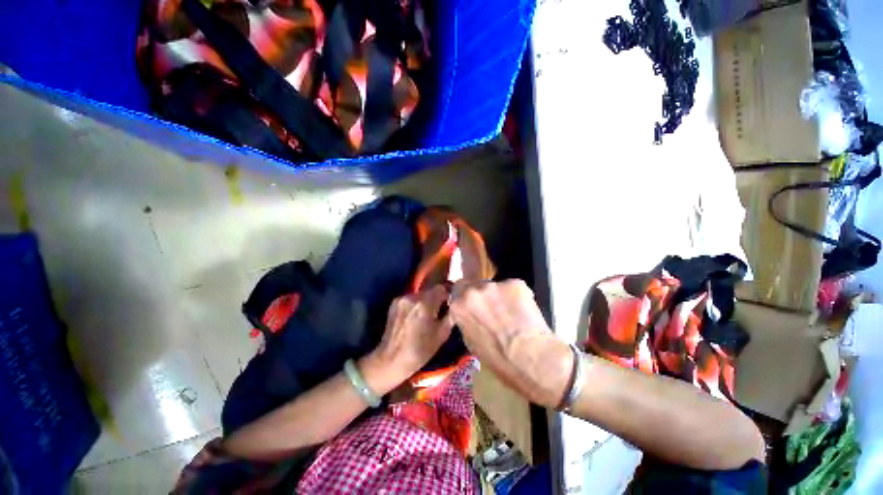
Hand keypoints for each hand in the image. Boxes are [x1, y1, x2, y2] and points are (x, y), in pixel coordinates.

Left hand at [360, 286, 453, 393]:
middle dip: (437, 298)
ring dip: (426, 301)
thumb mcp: (442, 334)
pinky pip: (410, 299)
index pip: (442, 288)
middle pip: (430, 290)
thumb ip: (450, 315)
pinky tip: (415, 317)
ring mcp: (401, 298)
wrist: (391, 360)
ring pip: (420, 294)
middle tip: (440, 311)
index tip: (450, 304)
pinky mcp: (394, 303)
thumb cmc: (420, 350)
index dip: (448, 295)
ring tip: (427, 315)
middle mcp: (412, 296)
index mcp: (425, 303)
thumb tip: (455, 305)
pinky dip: (415, 304)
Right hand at [449, 280, 572, 407]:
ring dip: (500, 296)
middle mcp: (473, 290)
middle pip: (475, 284)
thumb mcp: (471, 342)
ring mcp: (495, 284)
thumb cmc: (498, 359)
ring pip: (495, 286)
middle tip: (493, 308)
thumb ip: (467, 320)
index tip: (474, 305)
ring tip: (512, 313)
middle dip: (481, 295)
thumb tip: (471, 315)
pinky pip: (513, 287)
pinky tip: (524, 312)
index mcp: (459, 305)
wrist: (531, 359)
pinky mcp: (515, 283)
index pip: (457, 291)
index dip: (466, 298)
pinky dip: (517, 297)